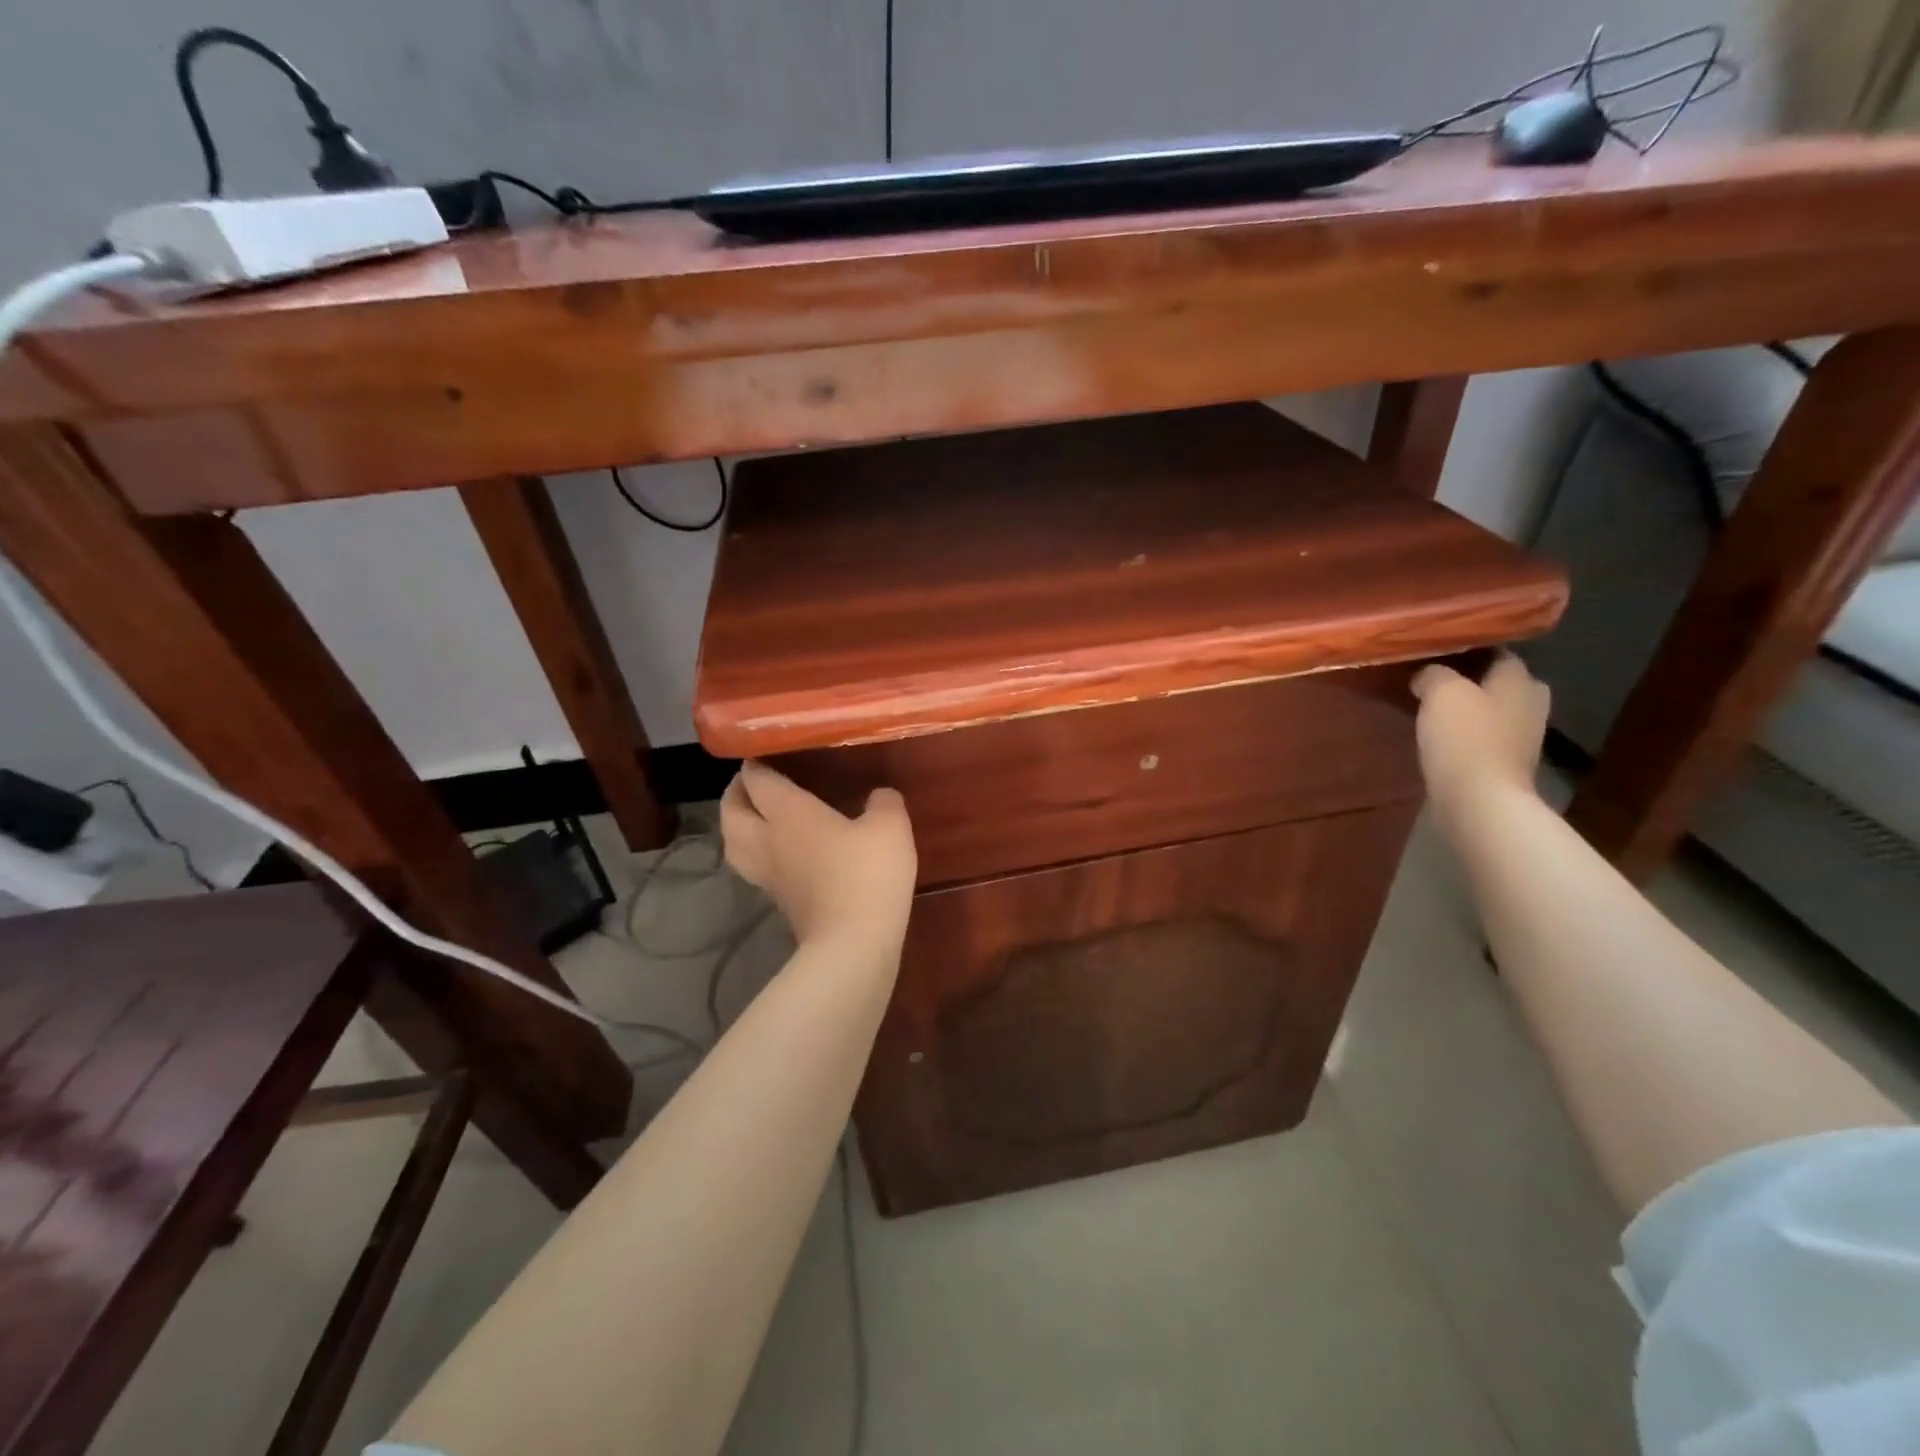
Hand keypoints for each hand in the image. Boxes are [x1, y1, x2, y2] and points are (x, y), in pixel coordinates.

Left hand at [720, 761, 916, 949]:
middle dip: (736, 793)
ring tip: (755, 815)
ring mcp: (769, 875)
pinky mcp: (779, 901)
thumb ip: (883, 802)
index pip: (758, 780)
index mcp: (788, 813)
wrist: (853, 943)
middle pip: (731, 811)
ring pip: (733, 842)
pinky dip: (755, 851)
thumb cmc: (867, 874)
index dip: (757, 763)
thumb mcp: (890, 826)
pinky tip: (781, 850)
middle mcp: (768, 839)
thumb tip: (879, 796)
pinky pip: (754, 866)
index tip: (765, 751)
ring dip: (737, 824)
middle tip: (752, 783)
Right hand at [1410, 653, 1549, 818]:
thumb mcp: (1441, 692)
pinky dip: (1468, 733)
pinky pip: (1485, 736)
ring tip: (1433, 706)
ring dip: (1470, 708)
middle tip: (1436, 679)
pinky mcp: (1507, 763)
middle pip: (1500, 682)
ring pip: (1493, 710)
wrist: (1480, 801)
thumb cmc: (1466, 738)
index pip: (1498, 651)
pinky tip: (1442, 735)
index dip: (1468, 649)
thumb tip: (1427, 675)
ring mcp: (1523, 737)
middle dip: (1473, 679)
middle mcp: (1530, 703)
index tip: (1437, 651)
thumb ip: (1434, 674)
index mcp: (1520, 680)